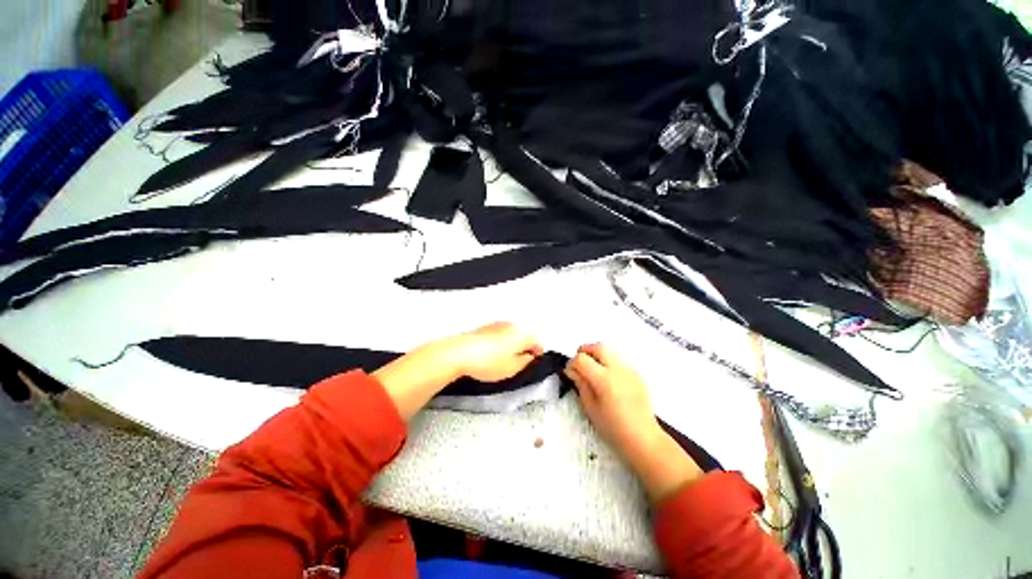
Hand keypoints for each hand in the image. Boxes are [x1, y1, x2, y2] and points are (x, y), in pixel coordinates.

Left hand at [443, 322, 543, 382]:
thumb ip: (526, 361)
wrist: (460, 352)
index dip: (537, 354)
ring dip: (511, 345)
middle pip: (524, 336)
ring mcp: (497, 325)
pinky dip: (500, 343)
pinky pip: (499, 334)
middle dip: (524, 348)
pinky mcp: (485, 327)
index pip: (537, 342)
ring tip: (502, 360)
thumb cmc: (489, 362)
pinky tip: (491, 354)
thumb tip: (530, 356)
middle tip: (517, 364)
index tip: (532, 363)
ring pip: (511, 335)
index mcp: (522, 334)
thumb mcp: (513, 368)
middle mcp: (512, 325)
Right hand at [566, 343, 701, 501]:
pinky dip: (608, 361)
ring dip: (597, 354)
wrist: (643, 438)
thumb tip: (572, 370)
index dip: (572, 363)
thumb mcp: (590, 407)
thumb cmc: (613, 427)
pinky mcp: (636, 374)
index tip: (569, 372)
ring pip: (610, 351)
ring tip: (592, 368)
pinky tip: (607, 377)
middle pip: (598, 347)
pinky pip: (619, 360)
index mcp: (604, 379)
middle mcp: (618, 369)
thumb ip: (580, 384)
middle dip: (585, 350)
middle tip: (579, 362)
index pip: (582, 359)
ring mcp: (629, 370)